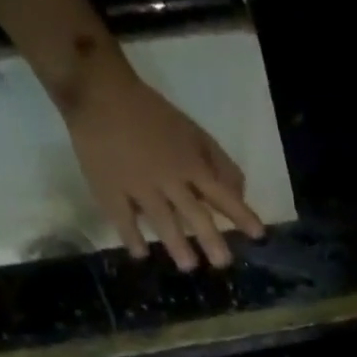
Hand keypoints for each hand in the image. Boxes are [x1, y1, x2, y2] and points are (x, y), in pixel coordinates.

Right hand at [62, 54, 264, 270]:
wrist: (97, 90)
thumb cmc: (153, 116)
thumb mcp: (194, 134)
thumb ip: (220, 164)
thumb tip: (240, 196)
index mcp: (190, 163)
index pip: (223, 193)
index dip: (242, 215)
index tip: (259, 235)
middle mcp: (168, 177)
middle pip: (194, 213)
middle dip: (211, 239)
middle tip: (223, 263)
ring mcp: (138, 184)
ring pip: (162, 219)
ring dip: (177, 244)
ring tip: (189, 266)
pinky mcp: (108, 188)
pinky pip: (122, 217)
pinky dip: (131, 237)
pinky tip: (140, 254)